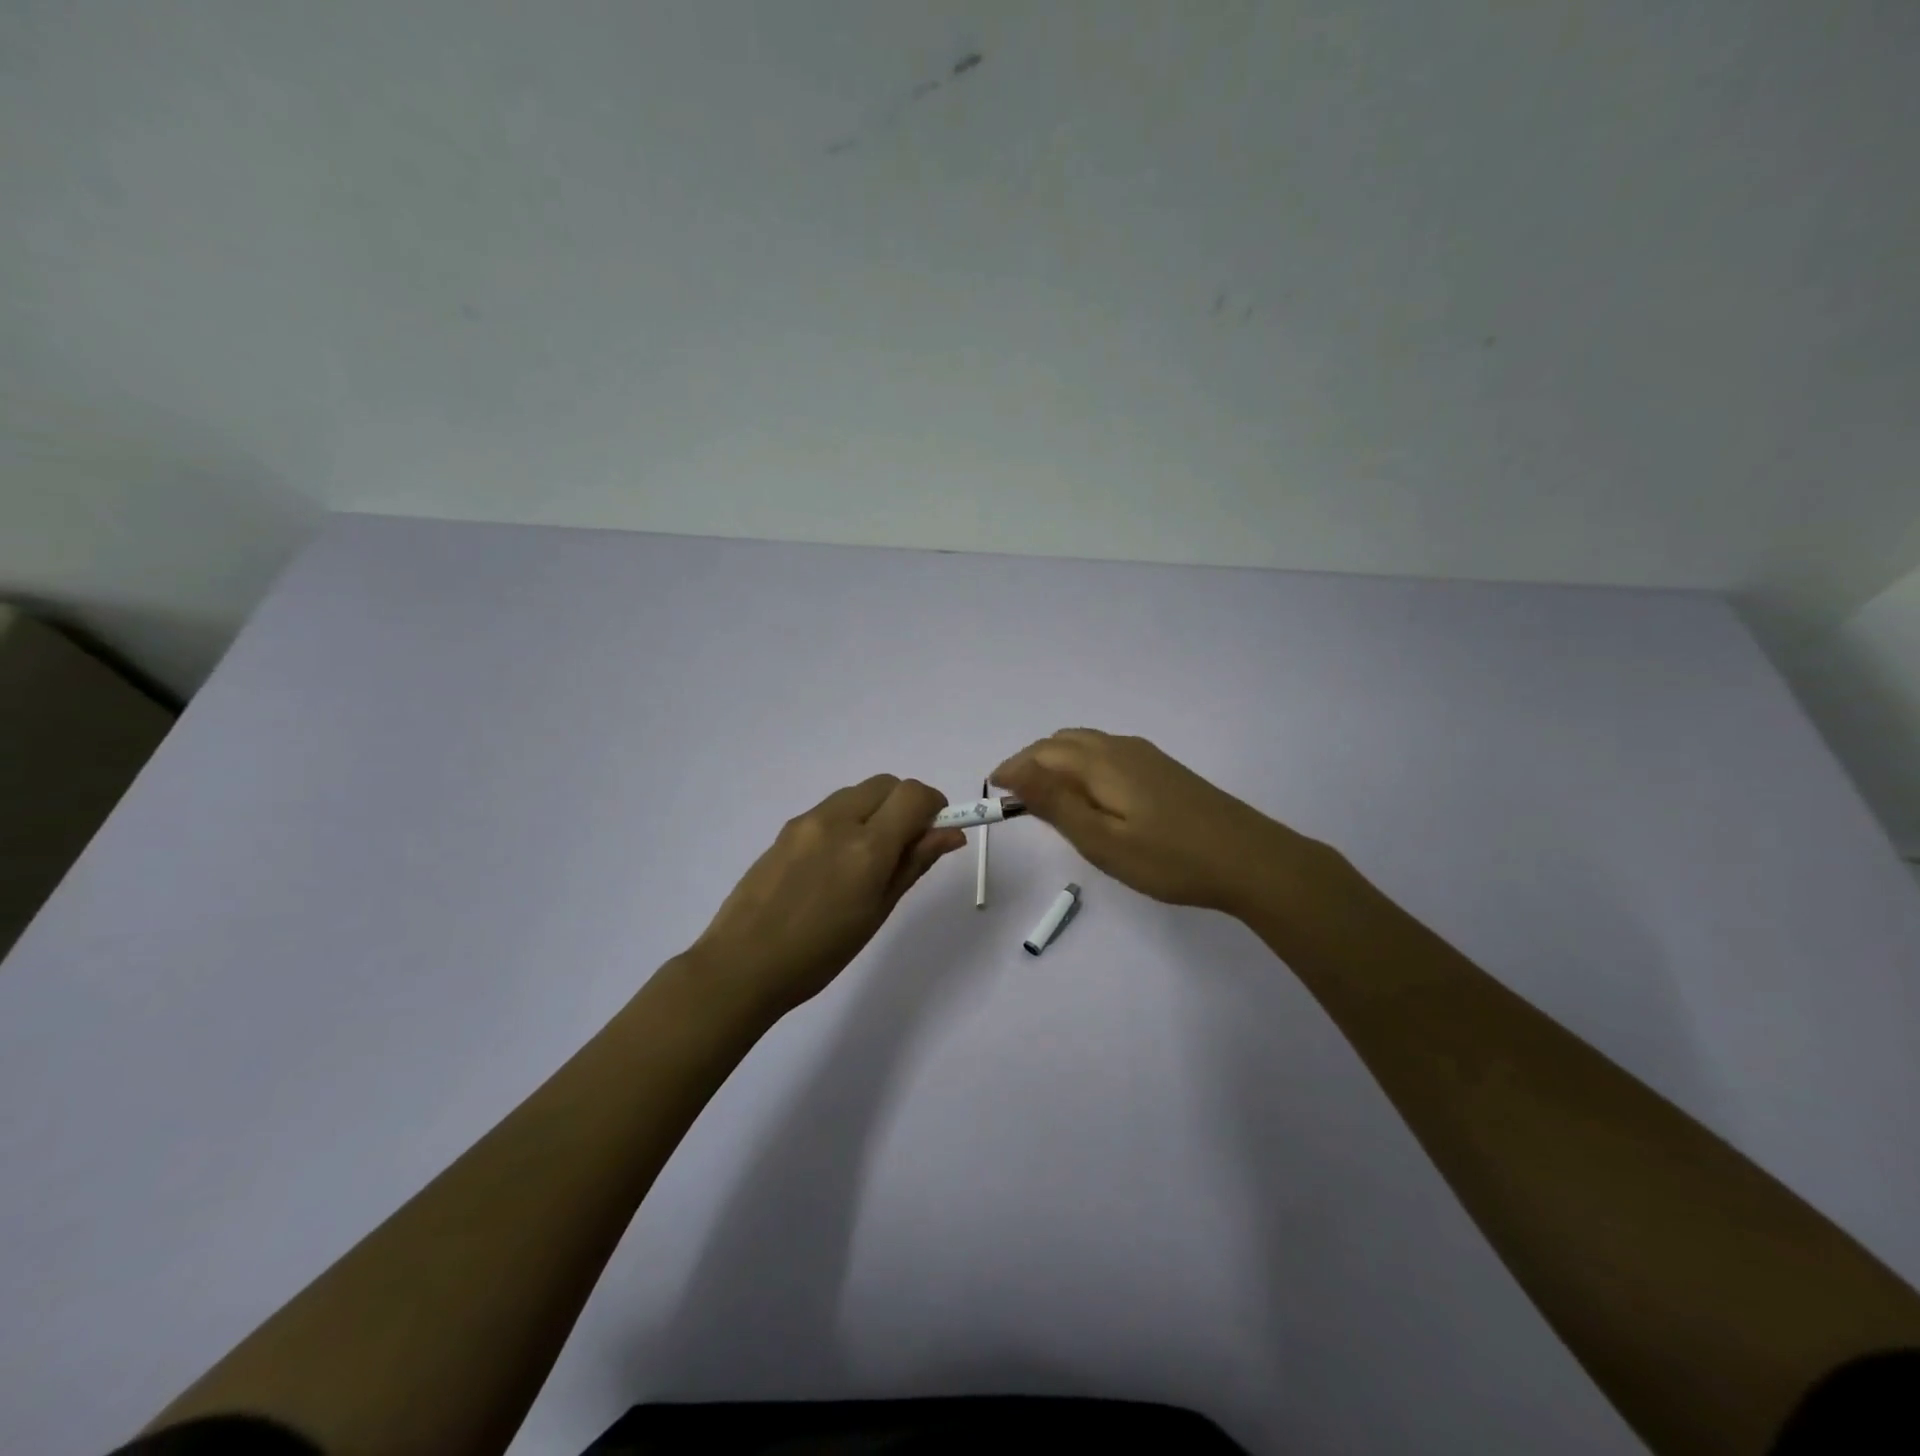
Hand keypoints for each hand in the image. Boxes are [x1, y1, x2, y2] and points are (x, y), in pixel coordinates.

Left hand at [688, 775, 965, 1016]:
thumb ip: (914, 863)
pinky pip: (830, 808)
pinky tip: (835, 863)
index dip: (934, 806)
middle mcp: (837, 820)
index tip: (936, 831)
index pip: (914, 795)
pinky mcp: (785, 829)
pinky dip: (848, 819)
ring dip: (876, 809)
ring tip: (867, 858)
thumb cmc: (820, 953)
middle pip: (887, 784)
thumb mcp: (878, 911)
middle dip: (906, 803)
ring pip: (857, 793)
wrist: (743, 965)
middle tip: (906, 844)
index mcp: (866, 847)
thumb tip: (950, 835)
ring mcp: (807, 821)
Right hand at [992, 729, 1310, 914]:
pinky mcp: (1162, 769)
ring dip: (1057, 763)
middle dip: (1031, 763)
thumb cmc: (1170, 858)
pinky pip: (1107, 754)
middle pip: (1062, 742)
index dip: (1013, 769)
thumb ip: (1055, 803)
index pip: (1041, 753)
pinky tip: (1091, 797)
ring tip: (1046, 799)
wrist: (1250, 860)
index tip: (994, 795)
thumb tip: (1012, 770)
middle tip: (1016, 800)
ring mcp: (1145, 756)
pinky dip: (1082, 766)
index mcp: (1102, 762)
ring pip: (1086, 745)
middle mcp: (1120, 748)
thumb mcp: (1103, 840)